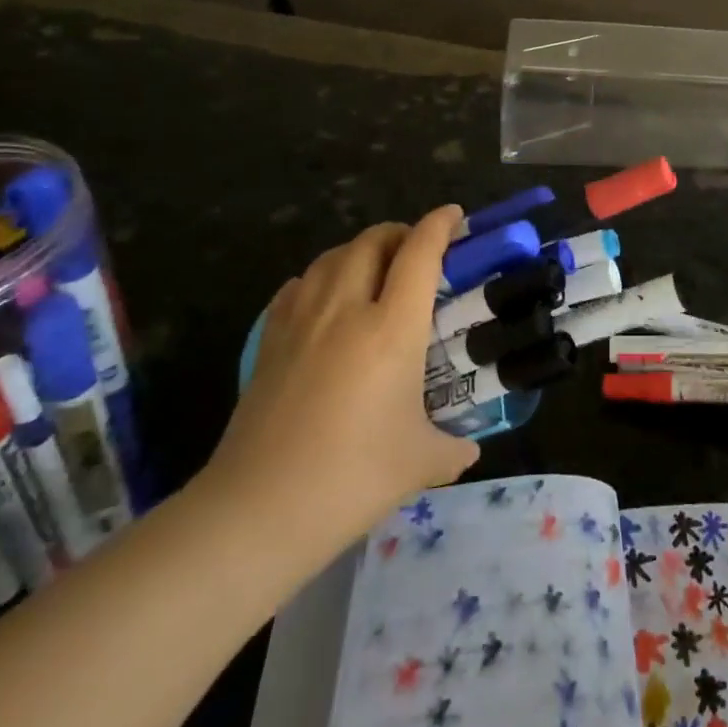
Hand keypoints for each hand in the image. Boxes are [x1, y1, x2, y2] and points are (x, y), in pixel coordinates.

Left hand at [201, 207, 478, 570]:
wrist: (258, 510)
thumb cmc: (352, 479)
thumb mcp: (420, 463)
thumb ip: (453, 448)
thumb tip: (469, 449)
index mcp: (392, 328)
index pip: (420, 253)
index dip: (440, 225)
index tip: (454, 215)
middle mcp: (346, 310)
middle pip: (372, 241)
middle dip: (399, 232)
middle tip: (417, 249)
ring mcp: (301, 322)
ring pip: (331, 257)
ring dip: (359, 250)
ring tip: (374, 268)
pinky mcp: (268, 343)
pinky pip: (297, 287)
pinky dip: (319, 277)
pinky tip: (324, 299)